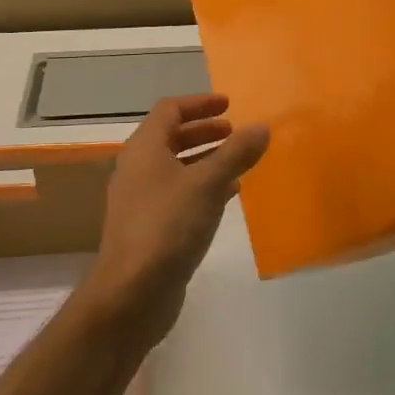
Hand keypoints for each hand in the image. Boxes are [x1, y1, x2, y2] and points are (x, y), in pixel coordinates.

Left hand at [83, 95, 269, 347]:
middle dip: (204, 131)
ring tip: (238, 162)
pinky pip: (177, 194)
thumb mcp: (208, 184)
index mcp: (144, 148)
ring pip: (175, 168)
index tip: (229, 104)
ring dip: (205, 160)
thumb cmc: (168, 226)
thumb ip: (236, 154)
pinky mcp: (148, 227)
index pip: (169, 110)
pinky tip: (227, 196)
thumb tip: (262, 126)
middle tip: (235, 132)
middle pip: (170, 137)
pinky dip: (202, 187)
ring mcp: (140, 200)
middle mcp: (137, 169)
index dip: (200, 103)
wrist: (132, 291)